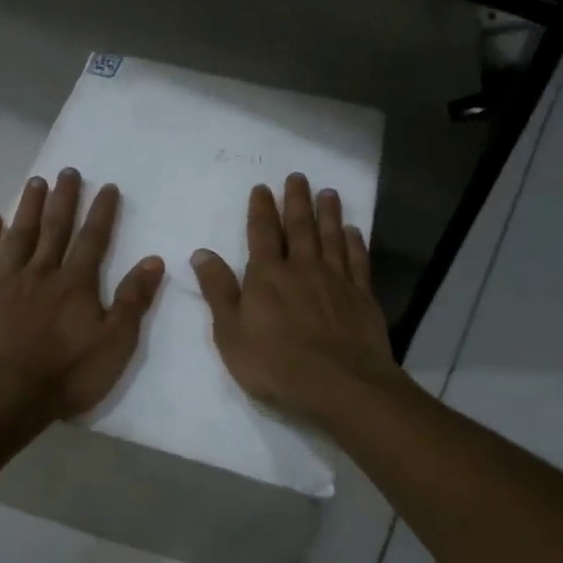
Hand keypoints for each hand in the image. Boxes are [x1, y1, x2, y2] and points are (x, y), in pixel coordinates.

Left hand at [0, 169, 165, 421]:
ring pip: (19, 236)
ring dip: (29, 208)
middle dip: (64, 198)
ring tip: (35, 182)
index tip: (107, 186)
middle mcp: (41, 273)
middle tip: (68, 171)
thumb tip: (153, 260)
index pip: (93, 239)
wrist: (3, 396)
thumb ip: (133, 300)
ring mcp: (5, 282)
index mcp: (75, 284)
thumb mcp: (114, 344)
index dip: (102, 212)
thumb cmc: (65, 374)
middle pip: (55, 228)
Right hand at [191, 173, 406, 425]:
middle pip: (300, 227)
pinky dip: (354, 243)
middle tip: (298, 177)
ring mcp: (336, 280)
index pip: (262, 233)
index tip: (262, 187)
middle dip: (297, 200)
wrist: (340, 385)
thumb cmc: (275, 363)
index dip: (261, 209)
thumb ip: (218, 290)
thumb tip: (201, 253)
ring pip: (331, 237)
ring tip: (328, 193)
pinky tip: (354, 232)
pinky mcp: (361, 296)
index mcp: (267, 275)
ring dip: (328, 213)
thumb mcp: (231, 332)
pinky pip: (357, 261)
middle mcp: (303, 268)